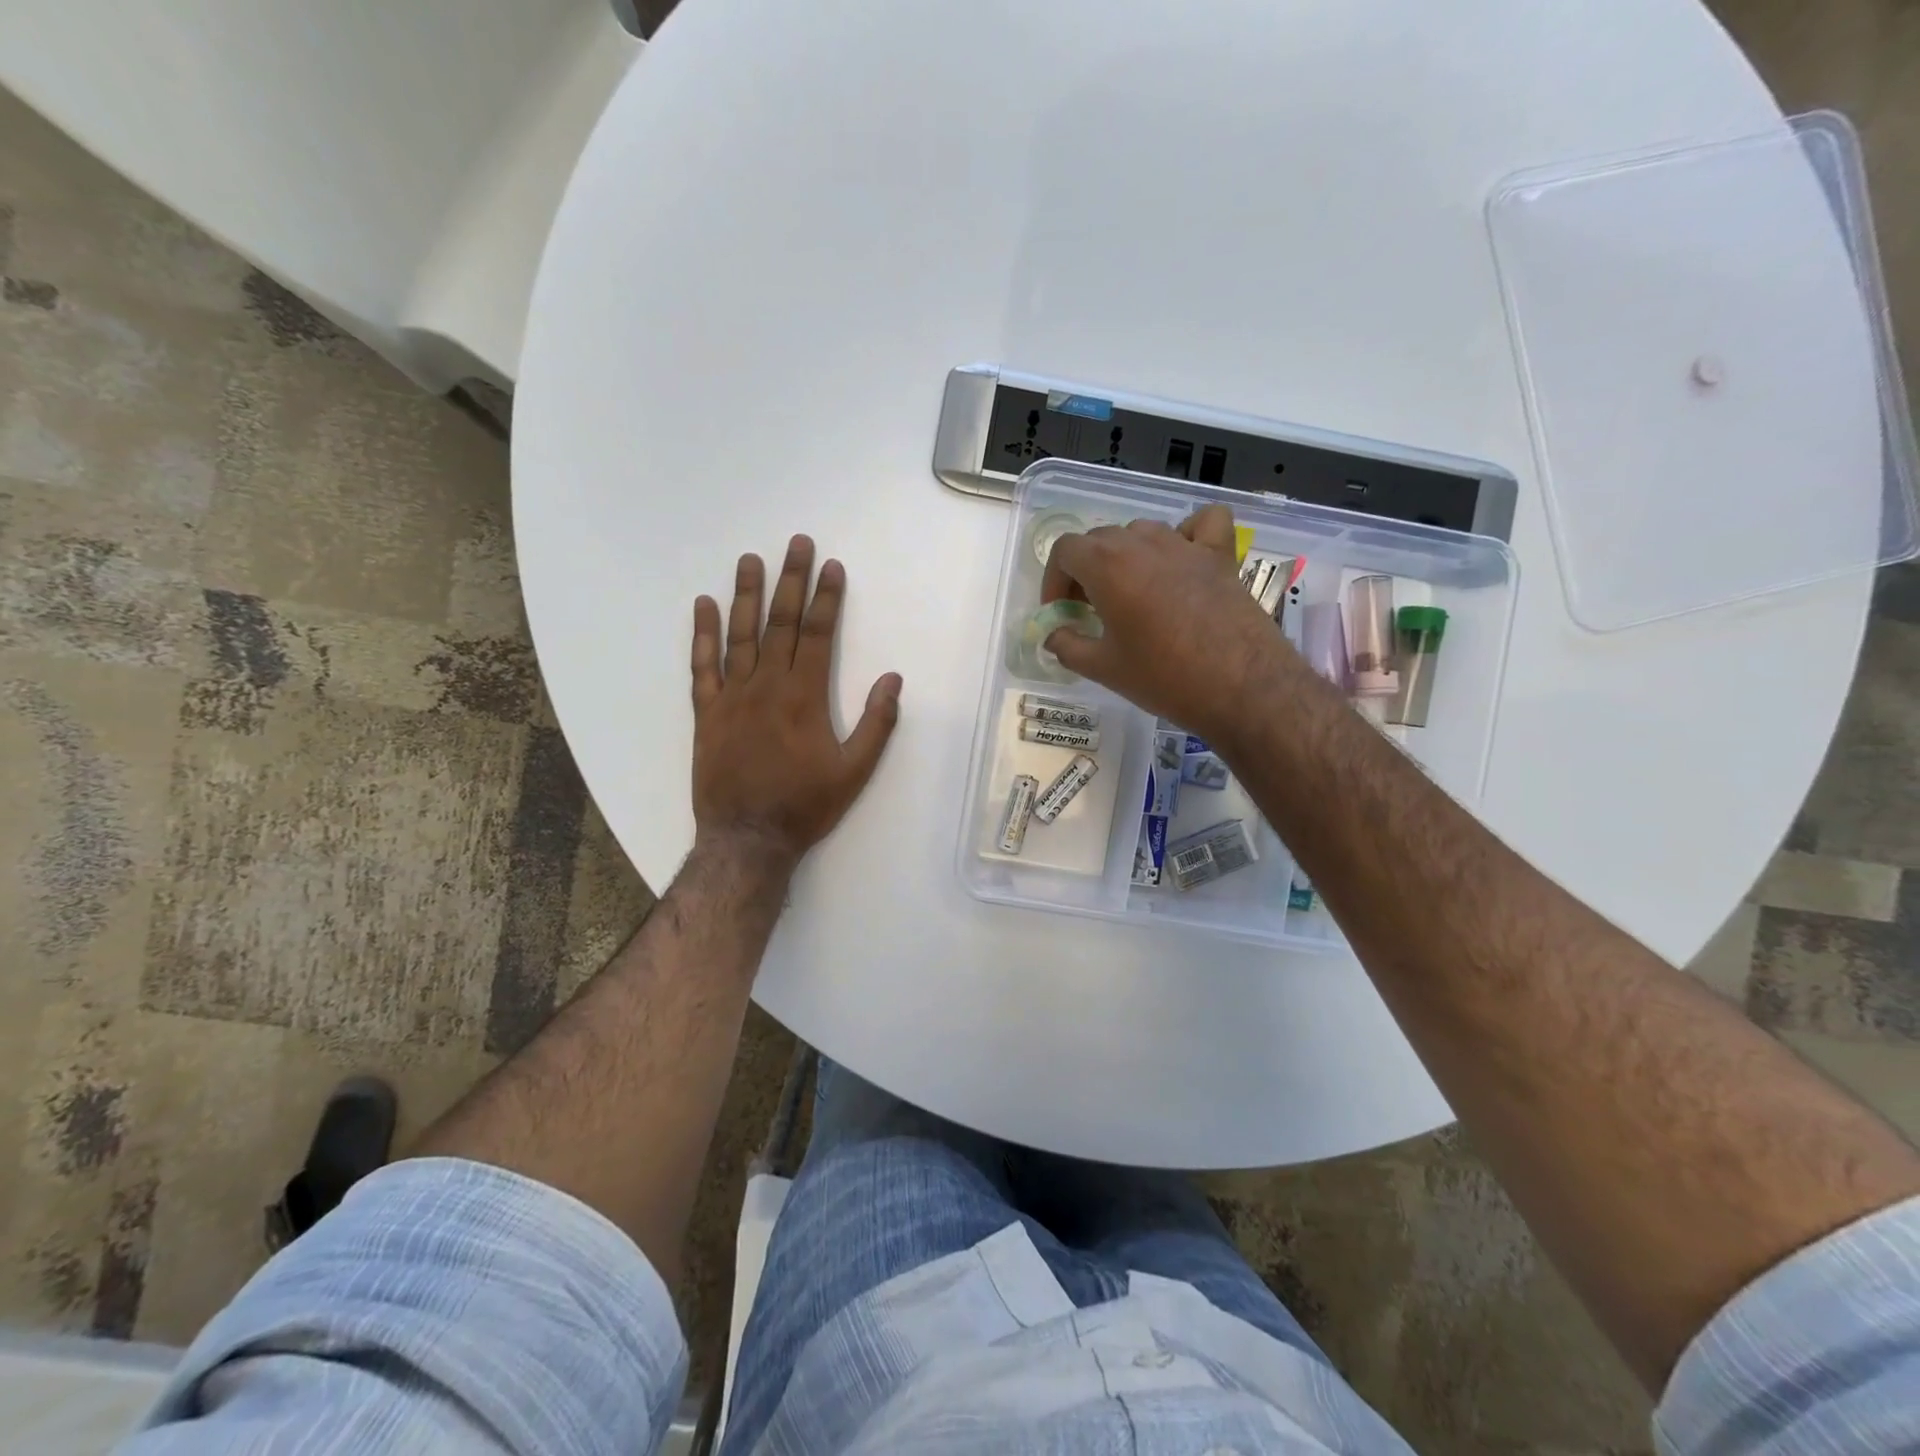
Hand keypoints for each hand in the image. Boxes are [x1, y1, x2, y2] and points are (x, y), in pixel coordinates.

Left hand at [690, 536, 901, 871]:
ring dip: (747, 594)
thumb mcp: (855, 771)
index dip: (826, 597)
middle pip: (780, 623)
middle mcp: (766, 685)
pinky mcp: (706, 712)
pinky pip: (702, 666)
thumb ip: (876, 723)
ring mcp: (732, 696)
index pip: (817, 634)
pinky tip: (704, 606)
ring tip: (750, 559)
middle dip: (790, 580)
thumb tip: (893, 679)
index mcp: (805, 696)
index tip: (831, 566)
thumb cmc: (805, 806)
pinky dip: (703, 634)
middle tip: (796, 543)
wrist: (747, 838)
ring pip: (740, 635)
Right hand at [1040, 504, 1289, 740]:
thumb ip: (1068, 646)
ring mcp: (1185, 544)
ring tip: (1130, 592)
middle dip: (1085, 571)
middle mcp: (1143, 543)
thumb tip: (1054, 636)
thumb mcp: (1103, 668)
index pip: (1065, 550)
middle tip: (1089, 610)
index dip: (1054, 580)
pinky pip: (1202, 523)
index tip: (1061, 612)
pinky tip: (1181, 559)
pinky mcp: (1220, 555)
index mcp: (1107, 565)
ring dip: (1126, 555)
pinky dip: (1187, 533)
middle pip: (1100, 539)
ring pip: (1142, 531)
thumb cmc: (1164, 677)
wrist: (1240, 686)